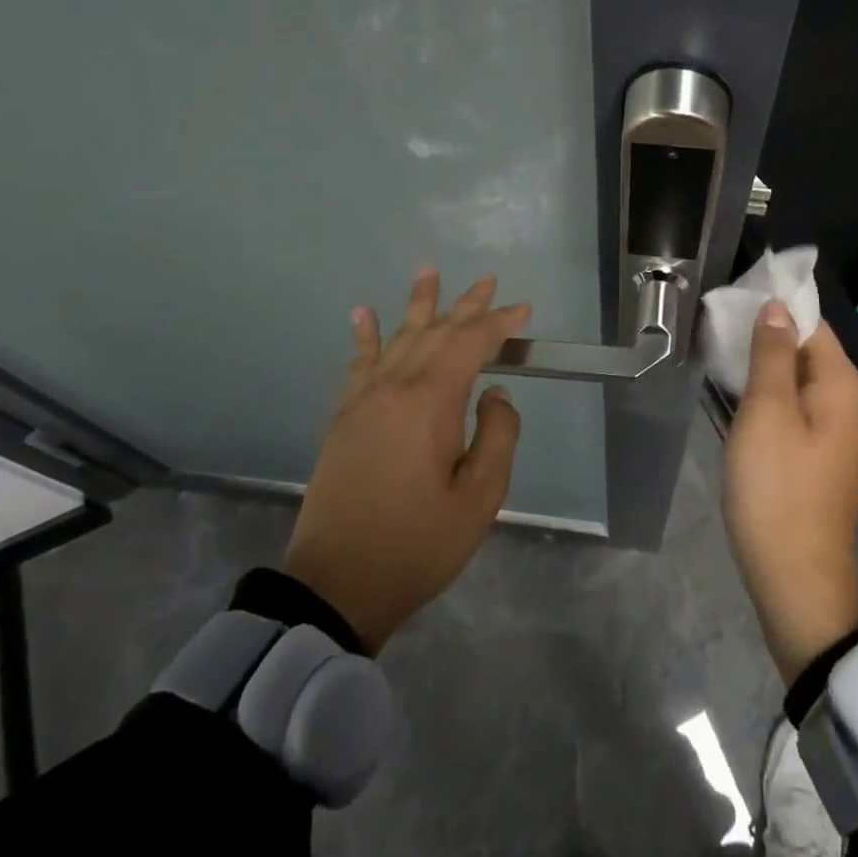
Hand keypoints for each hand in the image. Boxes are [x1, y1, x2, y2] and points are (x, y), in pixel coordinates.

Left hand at [281, 269, 528, 652]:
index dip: (498, 323)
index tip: (523, 311)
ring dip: (418, 305)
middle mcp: (395, 388)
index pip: (470, 344)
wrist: (335, 585)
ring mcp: (364, 400)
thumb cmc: (416, 545)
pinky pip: (358, 363)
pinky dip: (364, 335)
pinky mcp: (345, 418)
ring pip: (398, 338)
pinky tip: (363, 313)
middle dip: (466, 305)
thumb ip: (497, 436)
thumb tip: (495, 395)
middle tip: (488, 280)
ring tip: (428, 271)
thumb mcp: (478, 499)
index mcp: (430, 403)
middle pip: (436, 332)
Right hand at [722, 302, 857, 684]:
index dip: (776, 310)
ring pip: (802, 382)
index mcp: (845, 386)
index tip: (734, 305)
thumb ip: (772, 353)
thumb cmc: (777, 488)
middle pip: (810, 352)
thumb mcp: (767, 411)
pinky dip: (774, 399)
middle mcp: (854, 404)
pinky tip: (743, 404)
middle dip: (768, 339)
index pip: (813, 325)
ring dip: (767, 370)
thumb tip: (778, 307)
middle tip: (721, 335)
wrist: (797, 580)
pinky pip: (801, 409)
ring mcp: (843, 434)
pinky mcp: (827, 458)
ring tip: (725, 363)